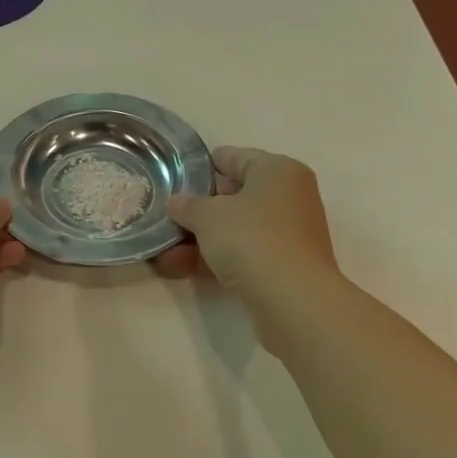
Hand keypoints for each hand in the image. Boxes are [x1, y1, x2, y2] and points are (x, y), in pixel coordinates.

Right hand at [156, 147, 340, 316]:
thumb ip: (188, 205)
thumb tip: (177, 202)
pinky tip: (179, 269)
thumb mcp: (208, 216)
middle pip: (235, 196)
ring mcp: (288, 233)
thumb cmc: (251, 239)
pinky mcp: (283, 265)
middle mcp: (289, 196)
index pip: (234, 157)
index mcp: (278, 170)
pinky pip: (242, 254)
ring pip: (236, 229)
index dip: (201, 166)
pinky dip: (214, 259)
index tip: (174, 178)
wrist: (292, 299)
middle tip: (166, 216)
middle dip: (198, 209)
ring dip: (200, 239)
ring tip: (164, 251)